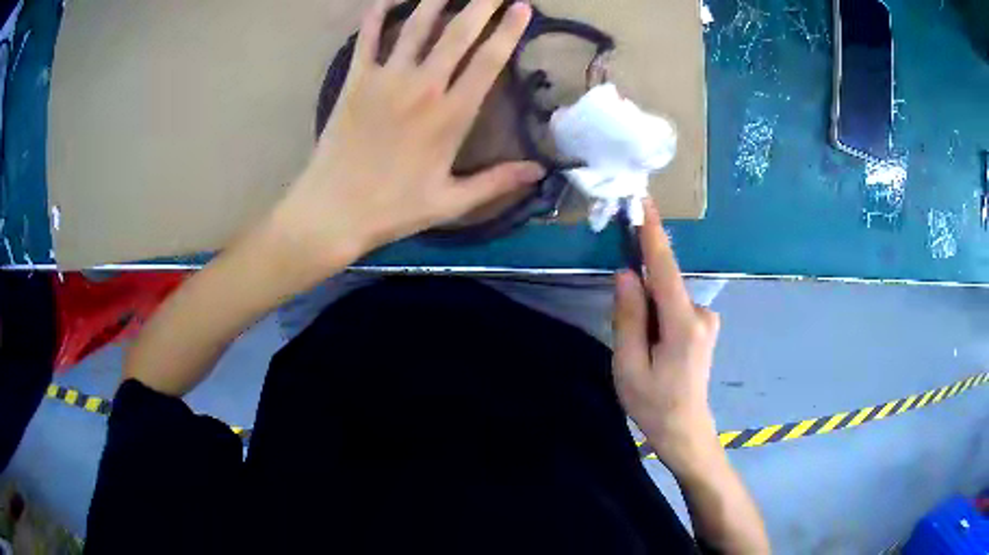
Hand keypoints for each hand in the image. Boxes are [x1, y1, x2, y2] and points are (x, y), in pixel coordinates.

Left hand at [268, 0, 542, 276]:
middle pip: (458, 33)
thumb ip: (497, 182)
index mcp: (451, 115)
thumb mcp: (451, 202)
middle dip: (481, 4)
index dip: (508, 30)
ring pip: (417, 27)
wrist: (332, 210)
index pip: (489, 61)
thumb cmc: (393, 208)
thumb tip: (540, 172)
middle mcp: (422, 87)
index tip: (522, 7)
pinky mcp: (355, 80)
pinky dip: (379, 15)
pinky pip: (369, 38)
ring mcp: (386, 79)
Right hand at [612, 199, 721, 473]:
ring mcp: (707, 319)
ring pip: (666, 299)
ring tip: (643, 354)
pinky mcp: (704, 325)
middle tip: (629, 339)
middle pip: (663, 286)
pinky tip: (655, 350)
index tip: (644, 201)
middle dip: (640, 296)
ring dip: (648, 313)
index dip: (653, 234)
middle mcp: (701, 313)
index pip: (666, 268)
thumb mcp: (628, 365)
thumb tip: (627, 273)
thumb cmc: (653, 403)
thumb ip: (628, 317)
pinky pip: (673, 308)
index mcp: (683, 324)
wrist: (685, 429)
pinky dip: (658, 318)